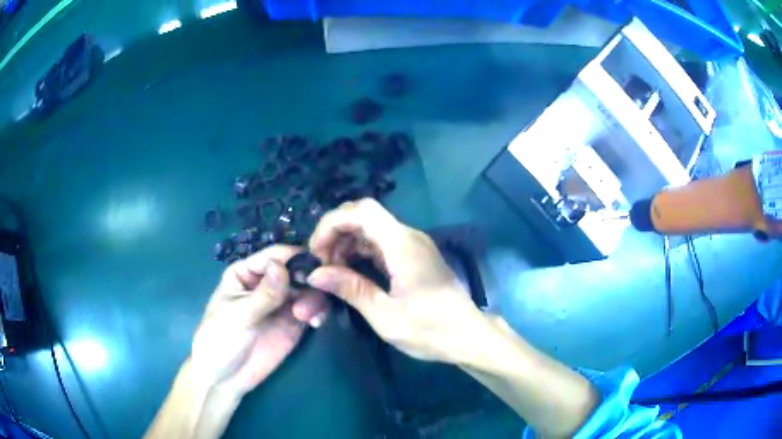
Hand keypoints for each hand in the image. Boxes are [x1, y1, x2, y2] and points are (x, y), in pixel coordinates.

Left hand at [190, 245, 329, 396]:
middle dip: (308, 281)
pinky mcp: (293, 323)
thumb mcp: (239, 315)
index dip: (295, 257)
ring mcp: (281, 304)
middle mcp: (266, 283)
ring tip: (309, 317)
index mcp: (246, 272)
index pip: (275, 256)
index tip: (315, 268)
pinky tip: (316, 323)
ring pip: (307, 290)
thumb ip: (264, 294)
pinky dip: (318, 312)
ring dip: (314, 299)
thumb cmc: (221, 340)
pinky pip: (311, 310)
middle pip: (296, 270)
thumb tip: (282, 265)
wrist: (225, 378)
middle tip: (313, 296)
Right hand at [307, 198, 486, 363]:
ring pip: (371, 228)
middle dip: (336, 232)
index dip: (332, 223)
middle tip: (320, 263)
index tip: (316, 252)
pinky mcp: (414, 256)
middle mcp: (409, 236)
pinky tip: (349, 271)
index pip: (362, 211)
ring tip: (331, 270)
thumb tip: (315, 273)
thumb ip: (351, 289)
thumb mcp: (386, 316)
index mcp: (402, 245)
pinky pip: (381, 242)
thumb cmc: (431, 330)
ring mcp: (413, 245)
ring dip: (346, 242)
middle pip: (364, 215)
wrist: (469, 336)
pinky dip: (360, 251)